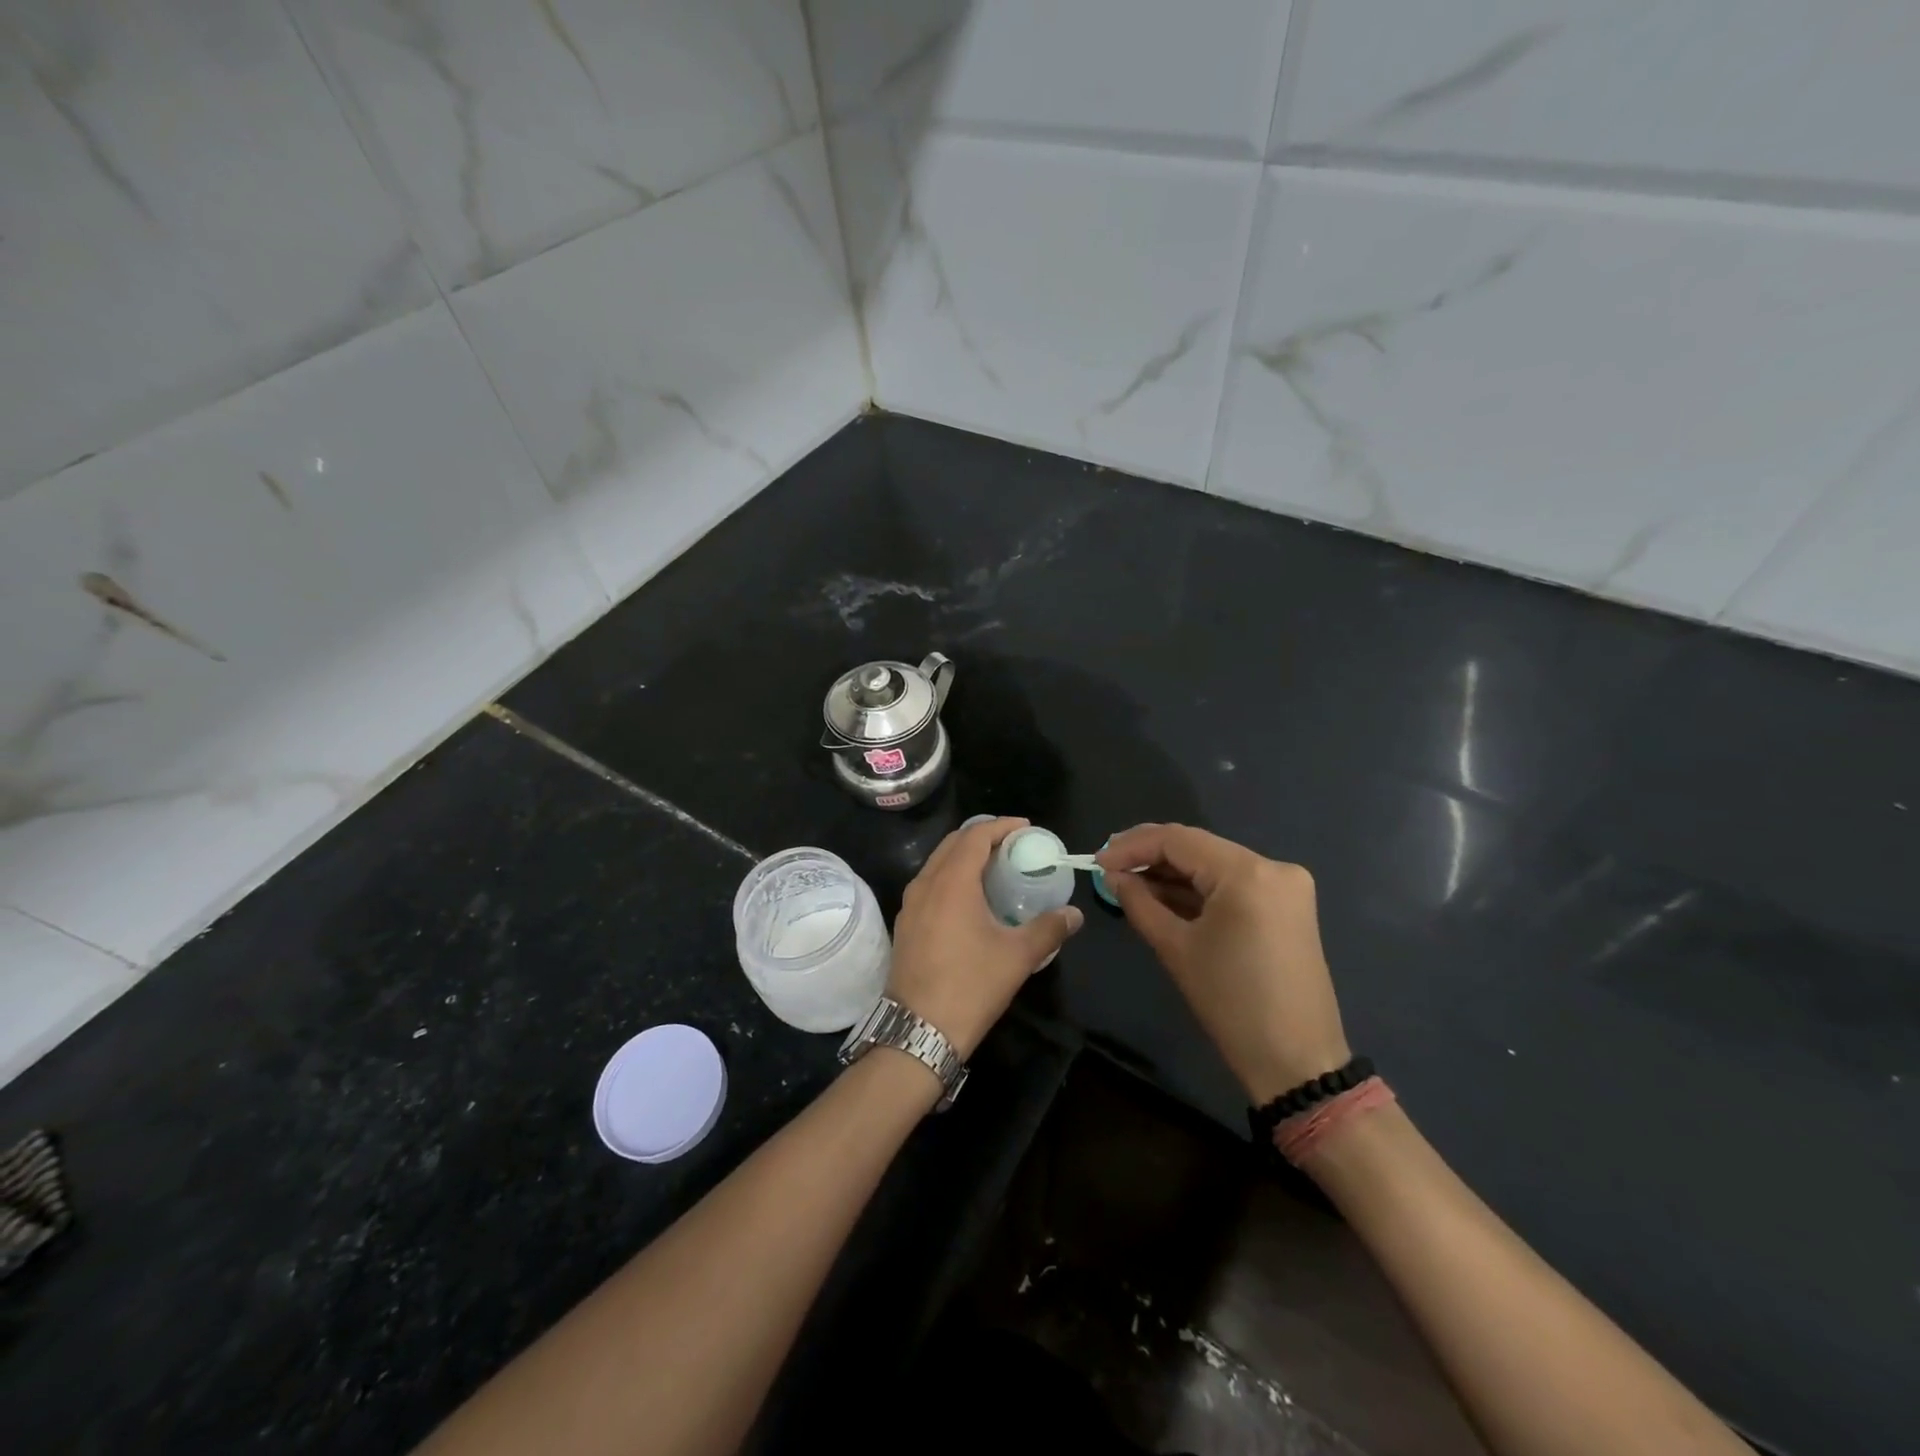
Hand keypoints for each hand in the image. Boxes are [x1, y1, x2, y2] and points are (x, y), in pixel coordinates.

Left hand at [887, 817, 1084, 1060]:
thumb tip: (1074, 914)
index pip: (975, 836)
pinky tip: (969, 899)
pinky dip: (950, 877)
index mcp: (952, 882)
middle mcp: (925, 884)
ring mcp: (910, 905)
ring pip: (937, 863)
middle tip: (1012, 845)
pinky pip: (929, 884)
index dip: (1001, 826)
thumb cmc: (970, 986)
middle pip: (953, 844)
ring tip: (994, 868)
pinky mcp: (905, 924)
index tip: (1025, 829)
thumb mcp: (1017, 957)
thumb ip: (1049, 929)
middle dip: (982, 836)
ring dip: (964, 856)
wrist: (918, 1031)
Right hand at [1097, 824, 1348, 1103]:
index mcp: (1248, 873)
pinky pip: (1233, 884)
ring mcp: (1285, 885)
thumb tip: (1114, 875)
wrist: (1296, 1061)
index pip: (1178, 840)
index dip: (1132, 846)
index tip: (1097, 861)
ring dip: (1173, 872)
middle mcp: (1273, 866)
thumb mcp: (1175, 948)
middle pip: (1198, 847)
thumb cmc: (1231, 1004)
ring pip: (1215, 864)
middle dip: (1151, 855)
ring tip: (1129, 882)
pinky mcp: (1287, 905)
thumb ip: (1139, 902)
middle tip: (1109, 867)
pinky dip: (1199, 888)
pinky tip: (1164, 895)